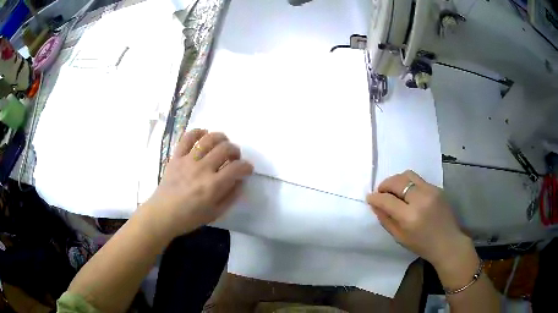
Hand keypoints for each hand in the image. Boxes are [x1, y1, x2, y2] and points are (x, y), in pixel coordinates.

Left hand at [145, 129, 252, 236]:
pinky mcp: (176, 157)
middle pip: (225, 148)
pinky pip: (187, 138)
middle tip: (234, 157)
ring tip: (222, 143)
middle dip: (235, 150)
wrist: (163, 214)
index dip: (246, 167)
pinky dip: (197, 132)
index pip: (237, 168)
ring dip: (220, 138)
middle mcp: (202, 169)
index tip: (247, 169)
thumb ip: (231, 196)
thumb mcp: (216, 213)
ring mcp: (188, 160)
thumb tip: (240, 181)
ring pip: (208, 139)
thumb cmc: (190, 217)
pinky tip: (203, 135)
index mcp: (213, 186)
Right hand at [367, 170, 473, 268]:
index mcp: (410, 217)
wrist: (448, 242)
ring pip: (408, 175)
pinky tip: (409, 195)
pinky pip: (418, 180)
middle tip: (381, 193)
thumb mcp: (400, 237)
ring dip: (396, 181)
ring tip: (394, 190)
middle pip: (397, 181)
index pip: (387, 200)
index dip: (375, 197)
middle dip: (384, 185)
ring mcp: (431, 191)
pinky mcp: (437, 188)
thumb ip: (386, 219)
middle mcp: (421, 199)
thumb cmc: (422, 245)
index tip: (370, 197)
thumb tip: (374, 204)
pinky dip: (409, 184)